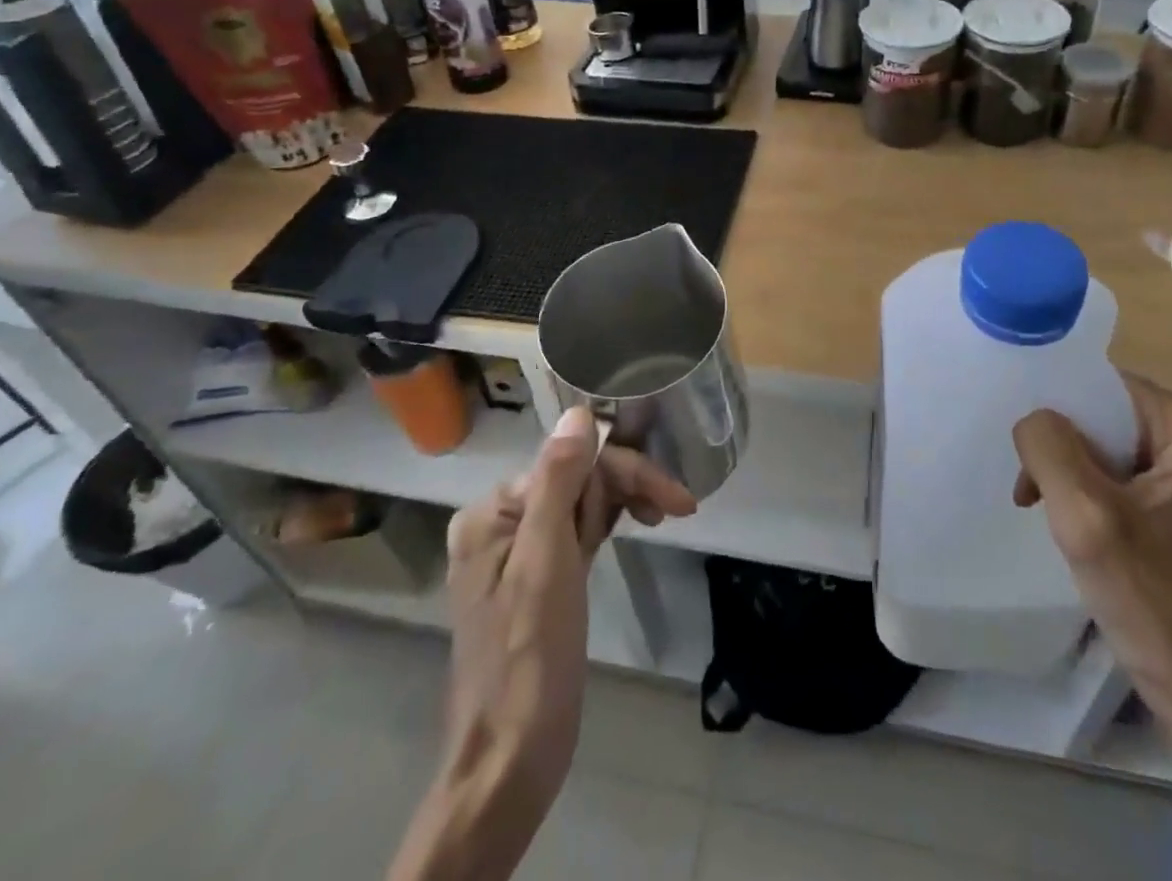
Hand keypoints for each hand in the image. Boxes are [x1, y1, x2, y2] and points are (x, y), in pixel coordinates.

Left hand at [444, 407, 694, 811]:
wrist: (510, 760)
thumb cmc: (529, 657)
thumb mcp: (546, 561)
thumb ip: (558, 480)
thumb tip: (578, 411)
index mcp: (492, 512)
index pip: (572, 464)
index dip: (626, 473)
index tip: (679, 500)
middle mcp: (500, 522)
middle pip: (576, 479)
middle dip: (626, 487)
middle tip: (677, 510)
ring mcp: (518, 551)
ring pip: (581, 501)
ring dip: (622, 503)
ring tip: (661, 519)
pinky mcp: (538, 576)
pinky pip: (577, 529)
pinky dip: (607, 524)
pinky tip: (636, 524)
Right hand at [1011, 375, 1171, 780]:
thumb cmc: (1156, 605)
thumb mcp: (1088, 518)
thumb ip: (1050, 448)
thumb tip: (1032, 419)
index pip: (1107, 387)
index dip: (1059, 406)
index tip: (1024, 442)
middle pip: (1106, 416)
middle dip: (1061, 445)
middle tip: (1030, 483)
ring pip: (1107, 447)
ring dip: (1068, 472)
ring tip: (1041, 504)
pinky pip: (1118, 478)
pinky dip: (1085, 493)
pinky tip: (1069, 523)